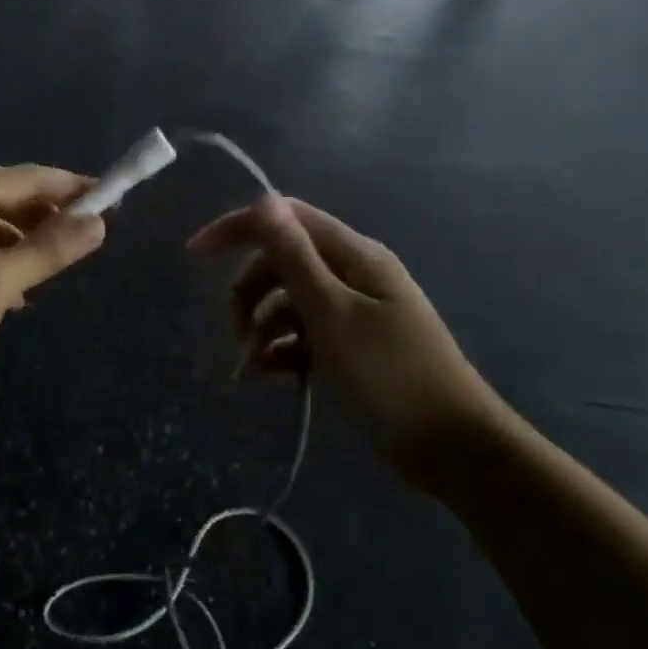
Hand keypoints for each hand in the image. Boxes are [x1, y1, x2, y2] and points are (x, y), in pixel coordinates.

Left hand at [0, 165, 105, 423]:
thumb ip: (49, 250)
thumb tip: (99, 222)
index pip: (21, 177)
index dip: (67, 186)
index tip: (110, 198)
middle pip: (3, 197)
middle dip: (47, 211)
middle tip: (88, 231)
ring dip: (25, 239)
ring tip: (57, 262)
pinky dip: (2, 263)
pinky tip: (19, 291)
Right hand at [187, 195, 508, 490]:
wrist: (452, 448)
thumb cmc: (389, 376)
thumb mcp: (332, 313)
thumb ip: (295, 257)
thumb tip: (264, 200)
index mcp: (354, 255)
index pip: (286, 219)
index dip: (238, 228)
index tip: (194, 255)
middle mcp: (352, 275)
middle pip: (281, 265)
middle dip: (249, 296)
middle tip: (235, 337)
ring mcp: (353, 312)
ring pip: (288, 304)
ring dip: (261, 330)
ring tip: (251, 371)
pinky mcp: (352, 347)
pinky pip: (303, 335)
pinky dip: (282, 351)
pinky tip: (270, 378)